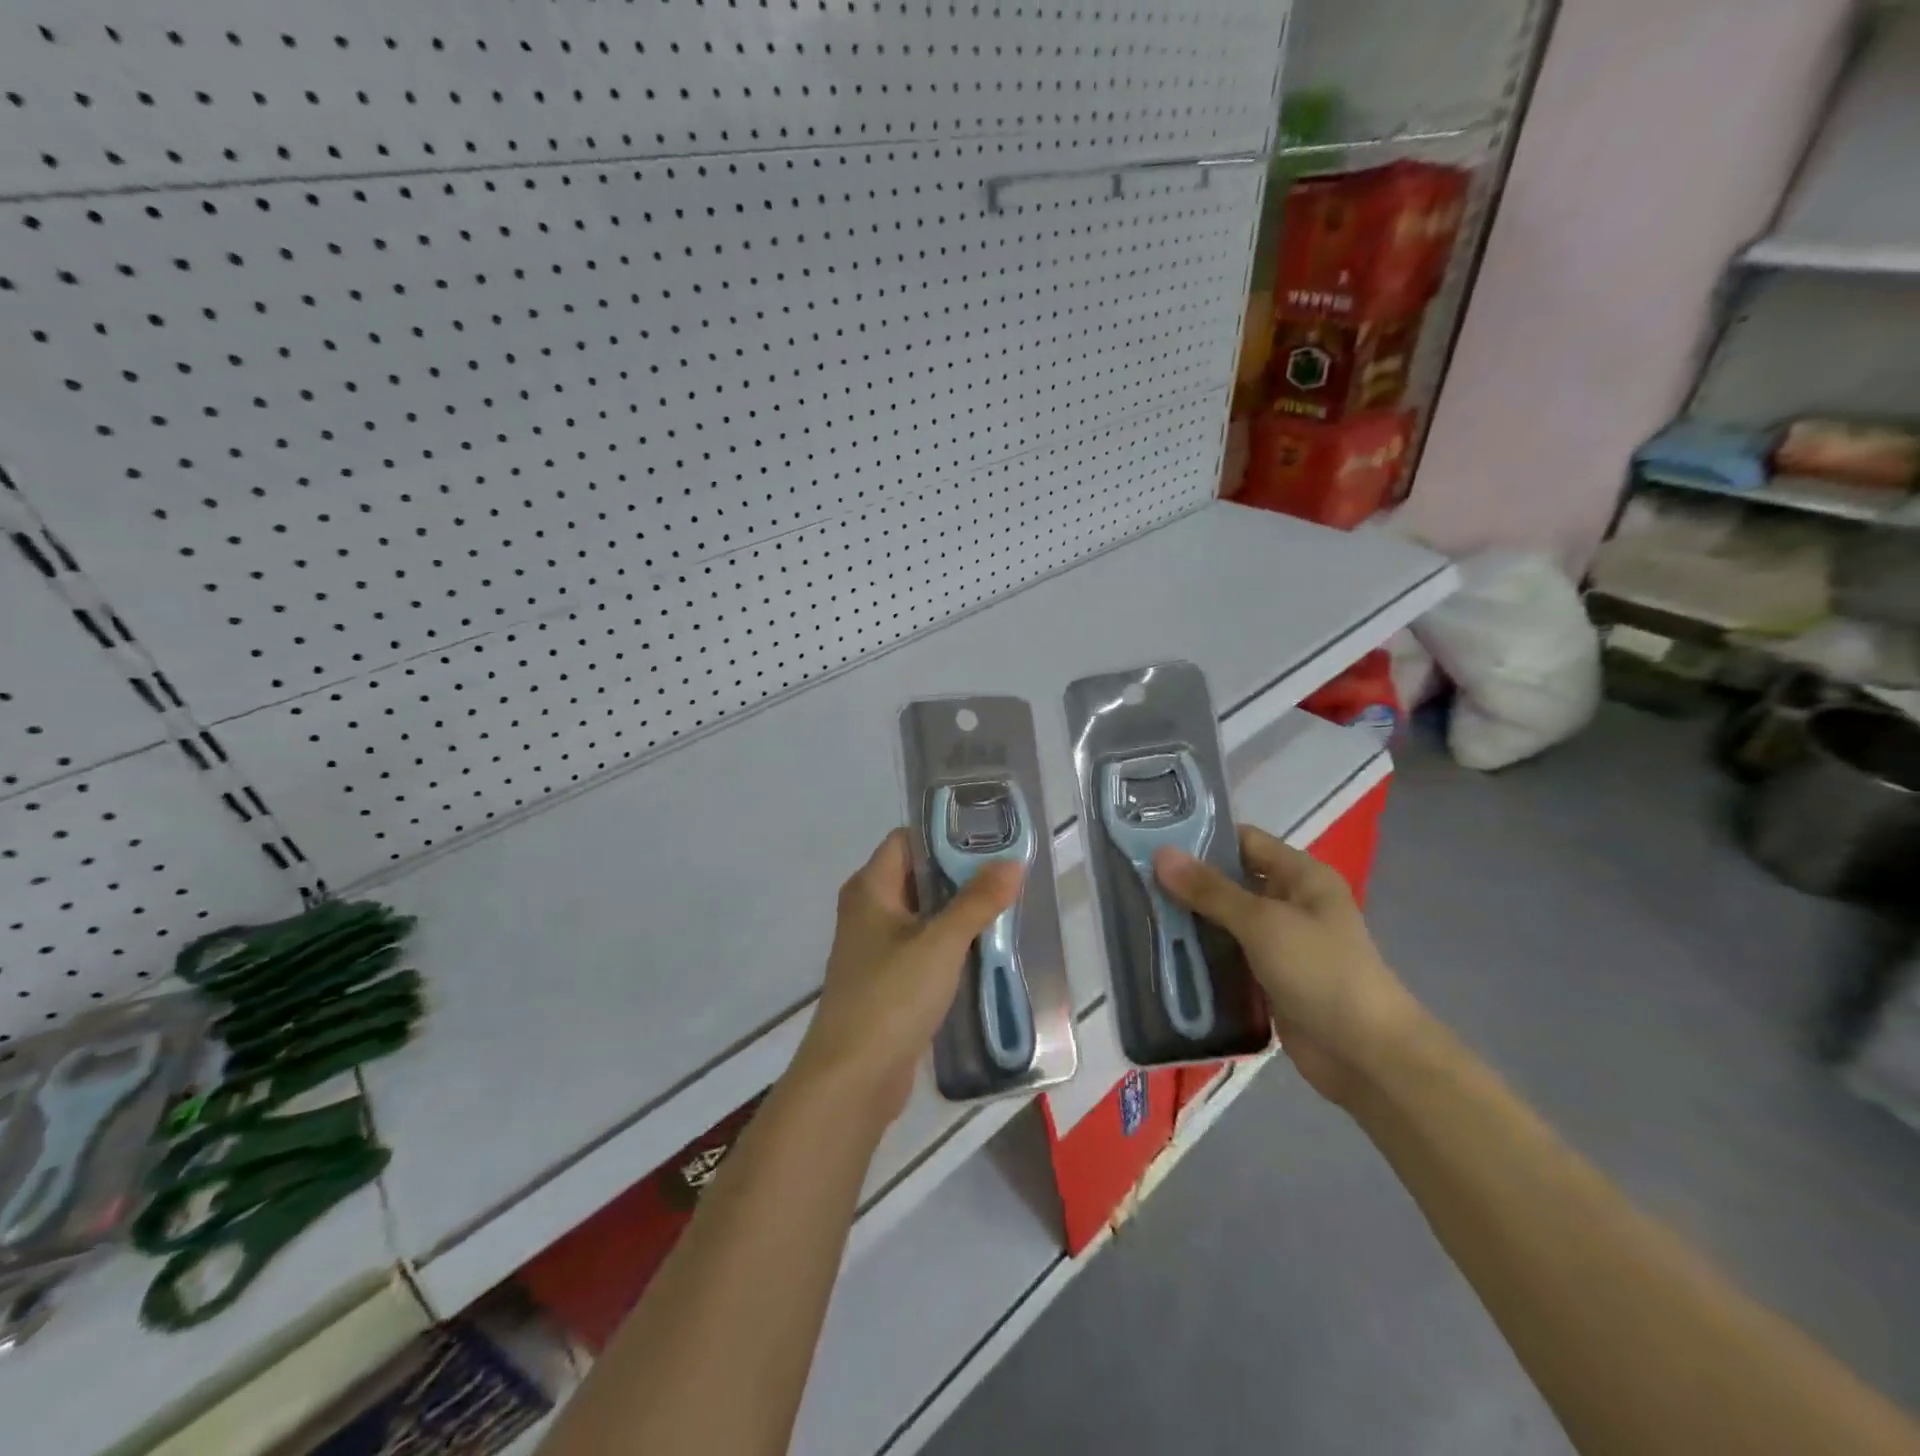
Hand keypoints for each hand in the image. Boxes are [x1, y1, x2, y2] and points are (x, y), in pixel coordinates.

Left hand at [793, 829, 1023, 1124]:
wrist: (852, 1079)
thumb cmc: (891, 996)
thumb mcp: (941, 943)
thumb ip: (977, 901)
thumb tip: (1011, 863)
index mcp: (870, 888)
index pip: (907, 839)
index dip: (946, 834)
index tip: (990, 837)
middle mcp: (868, 910)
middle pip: (918, 876)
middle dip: (960, 874)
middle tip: (1008, 873)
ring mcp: (875, 948)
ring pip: (923, 914)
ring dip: (958, 911)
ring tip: (1006, 906)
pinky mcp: (886, 981)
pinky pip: (922, 947)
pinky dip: (949, 944)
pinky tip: (984, 950)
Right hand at [1153, 826, 1417, 1105]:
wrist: (1366, 1056)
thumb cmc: (1321, 971)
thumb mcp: (1263, 922)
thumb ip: (1210, 890)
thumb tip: (1161, 854)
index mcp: (1301, 876)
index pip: (1245, 841)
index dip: (1202, 837)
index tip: (1152, 839)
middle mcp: (1291, 903)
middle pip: (1231, 882)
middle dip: (1187, 883)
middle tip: (1134, 880)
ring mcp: (1280, 944)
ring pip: (1225, 922)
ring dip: (1190, 922)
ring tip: (1138, 914)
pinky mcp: (1269, 979)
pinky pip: (1228, 957)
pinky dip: (1201, 956)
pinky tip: (1163, 954)